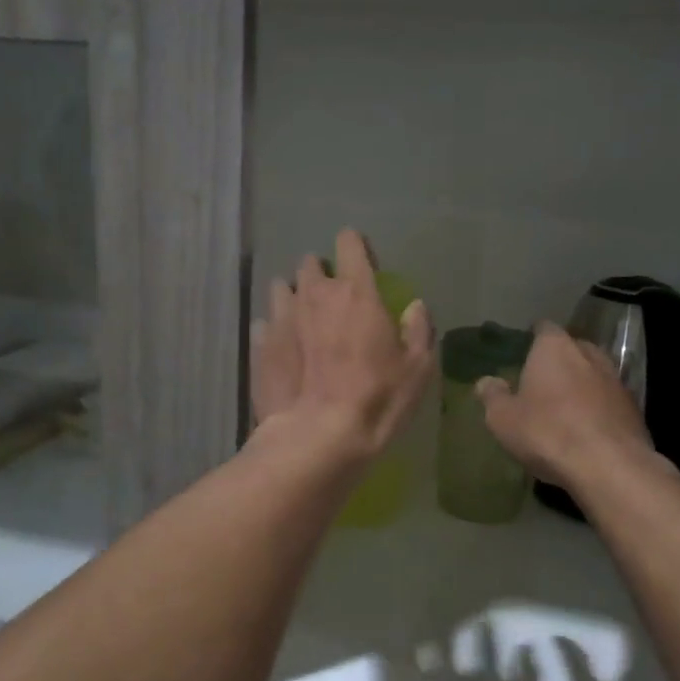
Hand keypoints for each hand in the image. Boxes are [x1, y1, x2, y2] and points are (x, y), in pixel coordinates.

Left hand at [251, 229, 435, 461]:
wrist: (319, 436)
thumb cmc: (377, 399)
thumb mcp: (417, 368)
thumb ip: (419, 329)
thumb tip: (414, 307)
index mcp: (356, 292)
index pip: (349, 244)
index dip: (355, 247)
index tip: (361, 261)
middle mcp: (315, 294)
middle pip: (310, 264)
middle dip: (321, 274)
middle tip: (332, 298)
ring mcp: (282, 318)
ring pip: (282, 288)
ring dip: (294, 296)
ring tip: (303, 319)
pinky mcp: (260, 345)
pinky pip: (265, 323)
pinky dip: (275, 329)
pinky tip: (284, 348)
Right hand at [476, 323, 656, 491]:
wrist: (609, 466)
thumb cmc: (547, 433)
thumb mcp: (503, 419)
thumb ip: (493, 396)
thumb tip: (486, 381)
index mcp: (554, 348)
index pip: (544, 328)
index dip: (534, 339)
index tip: (524, 354)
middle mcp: (588, 354)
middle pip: (572, 348)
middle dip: (559, 362)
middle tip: (542, 383)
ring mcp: (616, 379)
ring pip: (593, 373)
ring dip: (581, 385)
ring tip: (565, 408)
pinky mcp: (634, 407)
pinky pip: (609, 399)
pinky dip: (598, 407)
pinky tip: (588, 429)